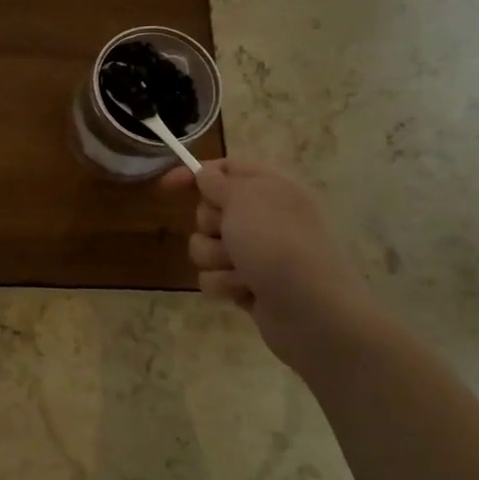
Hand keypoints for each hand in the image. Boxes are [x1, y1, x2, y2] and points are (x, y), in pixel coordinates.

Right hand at [160, 159, 382, 369]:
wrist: (312, 311)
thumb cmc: (277, 244)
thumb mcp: (244, 198)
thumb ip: (218, 181)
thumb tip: (205, 174)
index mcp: (270, 188)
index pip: (225, 168)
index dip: (195, 174)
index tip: (167, 187)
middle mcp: (264, 218)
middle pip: (209, 210)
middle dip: (210, 225)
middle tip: (230, 234)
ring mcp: (257, 254)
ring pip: (206, 247)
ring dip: (216, 259)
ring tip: (243, 271)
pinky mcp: (249, 285)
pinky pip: (213, 277)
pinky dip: (225, 285)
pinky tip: (247, 292)